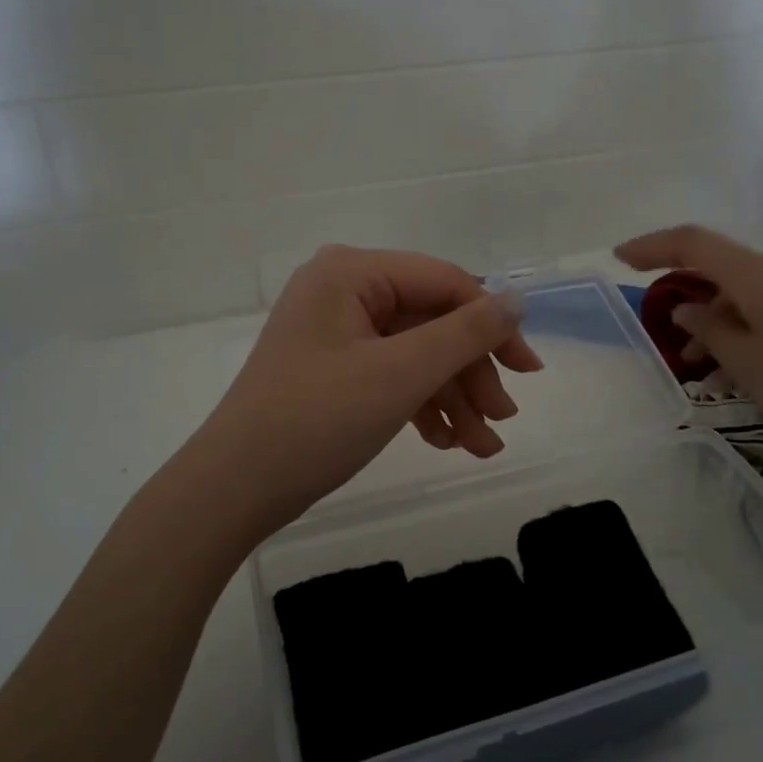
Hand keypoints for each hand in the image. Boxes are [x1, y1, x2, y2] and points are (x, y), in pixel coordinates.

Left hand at [191, 246, 541, 531]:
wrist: (233, 489)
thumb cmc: (317, 420)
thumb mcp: (401, 374)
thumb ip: (466, 333)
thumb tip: (518, 299)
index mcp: (352, 272)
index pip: (444, 282)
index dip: (493, 324)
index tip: (529, 371)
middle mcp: (342, 289)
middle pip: (431, 321)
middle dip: (470, 374)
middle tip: (502, 420)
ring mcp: (334, 330)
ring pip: (414, 354)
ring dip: (451, 397)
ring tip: (481, 446)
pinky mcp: (331, 367)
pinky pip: (389, 374)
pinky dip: (419, 405)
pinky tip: (445, 442)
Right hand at [615, 224, 762, 449]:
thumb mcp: (745, 360)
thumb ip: (709, 330)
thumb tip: (688, 310)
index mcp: (754, 275)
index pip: (692, 243)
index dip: (652, 246)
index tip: (620, 258)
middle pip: (715, 267)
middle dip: (681, 293)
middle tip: (660, 327)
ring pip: (738, 296)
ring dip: (710, 323)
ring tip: (696, 368)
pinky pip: (761, 313)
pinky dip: (737, 333)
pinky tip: (733, 373)